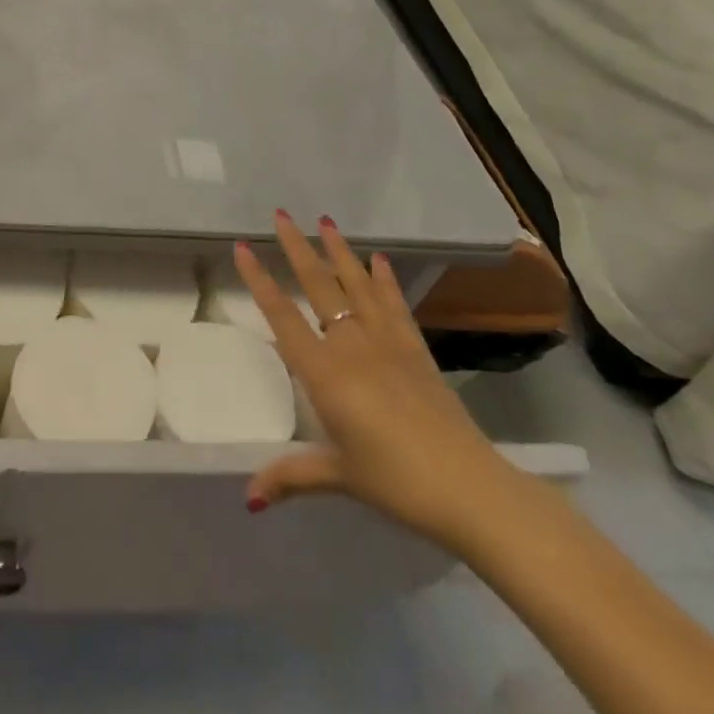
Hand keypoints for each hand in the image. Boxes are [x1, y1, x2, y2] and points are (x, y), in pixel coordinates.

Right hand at [234, 213, 523, 548]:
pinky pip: (395, 306)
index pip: (282, 317)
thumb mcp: (339, 476)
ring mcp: (387, 344)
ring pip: (356, 286)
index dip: (259, 281)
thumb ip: (292, 476)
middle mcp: (351, 346)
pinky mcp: (416, 351)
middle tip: (281, 215)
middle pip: (318, 287)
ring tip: (325, 221)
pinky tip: (378, 260)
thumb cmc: (396, 482)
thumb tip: (248, 498)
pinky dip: (384, 280)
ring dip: (338, 252)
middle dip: (296, 249)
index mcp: (325, 373)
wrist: (471, 489)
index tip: (242, 247)